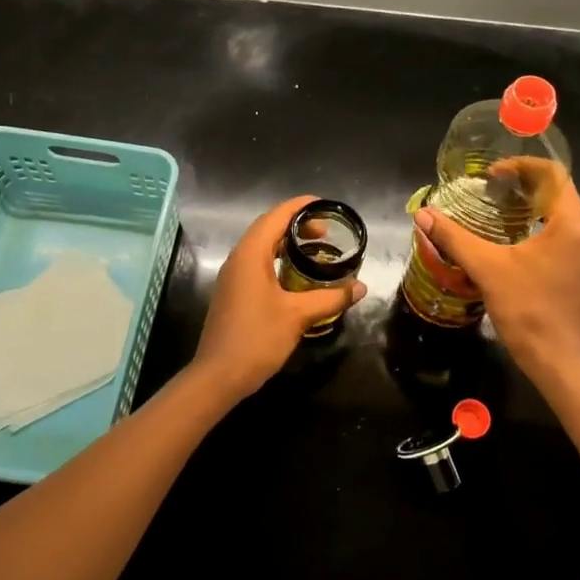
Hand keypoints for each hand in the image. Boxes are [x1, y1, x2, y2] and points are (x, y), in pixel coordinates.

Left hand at [192, 196, 366, 400]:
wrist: (219, 376)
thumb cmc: (257, 338)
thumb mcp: (298, 315)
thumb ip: (330, 298)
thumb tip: (360, 287)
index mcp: (250, 254)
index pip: (276, 216)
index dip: (300, 206)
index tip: (324, 203)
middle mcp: (238, 259)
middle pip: (268, 229)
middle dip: (297, 225)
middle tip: (327, 232)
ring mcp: (232, 277)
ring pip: (262, 248)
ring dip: (287, 244)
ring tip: (316, 252)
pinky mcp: (233, 294)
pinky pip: (257, 265)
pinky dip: (278, 261)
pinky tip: (297, 278)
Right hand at [414, 161, 579, 384]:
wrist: (560, 363)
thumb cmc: (528, 310)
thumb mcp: (487, 269)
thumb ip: (454, 238)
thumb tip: (423, 215)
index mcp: (573, 224)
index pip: (553, 174)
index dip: (521, 166)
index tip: (492, 174)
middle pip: (560, 193)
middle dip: (525, 187)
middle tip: (491, 191)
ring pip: (564, 217)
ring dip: (534, 209)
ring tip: (500, 214)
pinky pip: (567, 238)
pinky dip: (543, 230)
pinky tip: (517, 245)